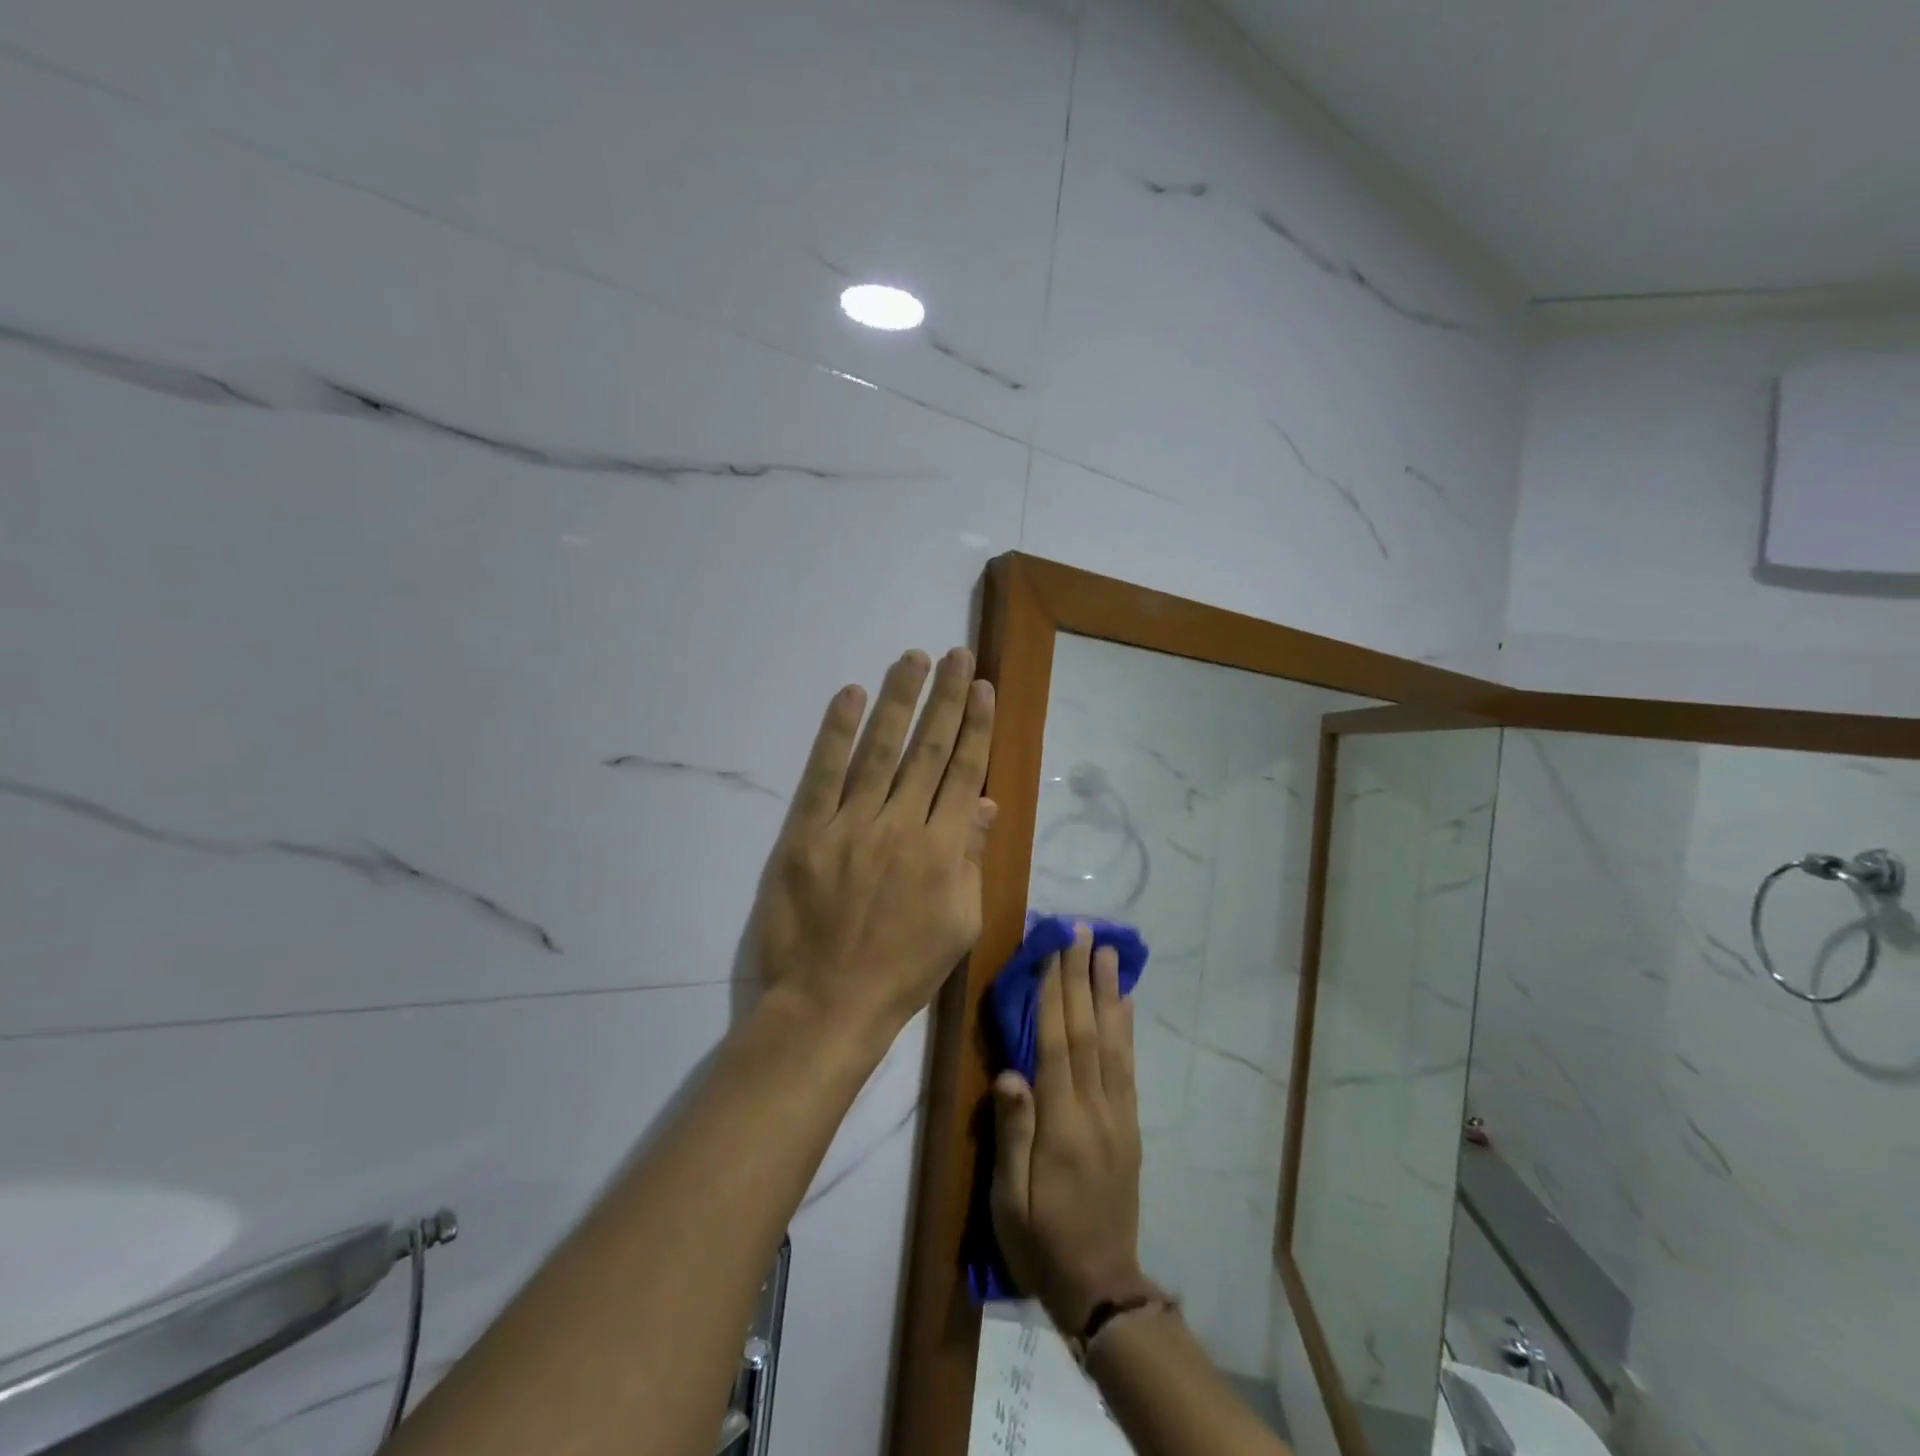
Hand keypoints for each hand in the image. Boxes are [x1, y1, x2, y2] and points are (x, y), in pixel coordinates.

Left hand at [749, 648, 995, 1043]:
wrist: (831, 1001)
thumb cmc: (904, 969)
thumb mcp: (960, 923)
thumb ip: (971, 858)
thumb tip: (983, 802)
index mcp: (944, 849)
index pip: (964, 771)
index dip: (976, 726)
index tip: (983, 687)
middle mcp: (902, 825)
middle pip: (928, 749)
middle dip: (946, 698)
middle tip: (957, 654)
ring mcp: (852, 825)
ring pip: (881, 750)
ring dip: (899, 700)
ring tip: (913, 659)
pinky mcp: (808, 832)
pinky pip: (824, 774)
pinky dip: (837, 733)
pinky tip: (851, 695)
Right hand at [990, 925, 1150, 1333]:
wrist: (1102, 1286)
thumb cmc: (1041, 1242)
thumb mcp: (1009, 1201)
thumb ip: (1012, 1134)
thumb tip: (1009, 1072)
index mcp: (1061, 1126)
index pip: (1056, 1046)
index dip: (1054, 995)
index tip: (1052, 951)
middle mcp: (1095, 1110)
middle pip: (1087, 1032)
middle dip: (1082, 978)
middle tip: (1082, 932)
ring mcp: (1118, 1116)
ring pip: (1113, 1042)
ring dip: (1108, 992)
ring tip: (1107, 951)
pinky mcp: (1130, 1125)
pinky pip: (1129, 1067)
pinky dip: (1127, 1029)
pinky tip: (1125, 1002)